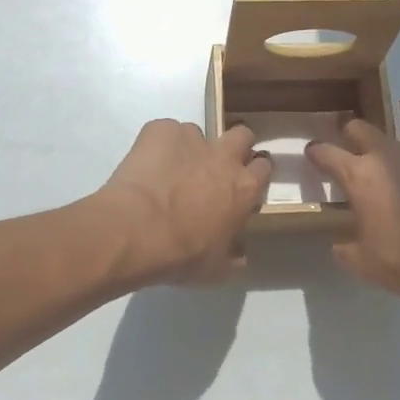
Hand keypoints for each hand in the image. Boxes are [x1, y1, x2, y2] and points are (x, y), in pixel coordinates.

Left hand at [93, 120, 272, 284]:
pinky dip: (158, 145)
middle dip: (233, 146)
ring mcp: (191, 137)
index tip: (243, 184)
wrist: (135, 230)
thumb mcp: (216, 269)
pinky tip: (145, 165)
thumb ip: (233, 257)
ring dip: (189, 148)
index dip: (253, 173)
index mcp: (243, 188)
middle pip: (242, 135)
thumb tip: (240, 254)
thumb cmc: (181, 255)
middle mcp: (223, 156)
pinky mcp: (159, 130)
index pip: (263, 167)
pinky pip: (164, 131)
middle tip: (215, 167)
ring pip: (197, 132)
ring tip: (168, 170)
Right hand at [306, 98, 399, 313]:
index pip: (327, 155)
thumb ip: (348, 251)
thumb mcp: (368, 266)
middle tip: (351, 133)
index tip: (312, 152)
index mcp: (361, 177)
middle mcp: (390, 153)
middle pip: (363, 128)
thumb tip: (338, 245)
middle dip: (352, 129)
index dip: (316, 152)